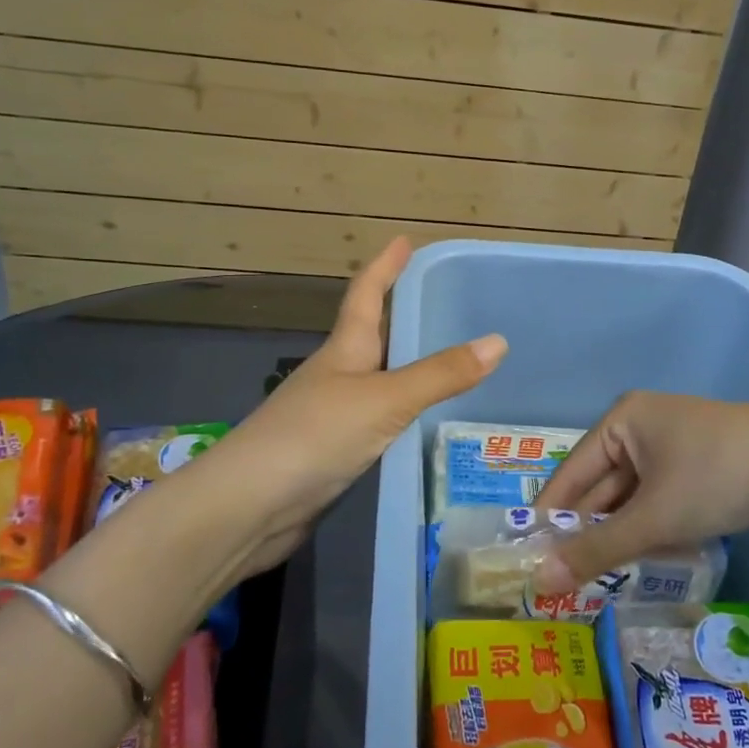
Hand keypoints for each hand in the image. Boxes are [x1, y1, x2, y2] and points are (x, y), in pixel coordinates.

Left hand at [190, 237, 505, 577]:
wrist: (250, 507)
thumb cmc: (314, 436)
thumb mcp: (384, 399)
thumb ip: (440, 374)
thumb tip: (498, 341)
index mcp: (344, 349)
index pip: (366, 294)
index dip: (385, 266)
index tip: (404, 240)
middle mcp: (338, 374)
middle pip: (373, 335)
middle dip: (402, 314)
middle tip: (444, 303)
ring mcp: (333, 414)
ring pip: (380, 379)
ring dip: (409, 367)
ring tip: (452, 362)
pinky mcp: (335, 452)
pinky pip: (381, 420)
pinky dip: (406, 413)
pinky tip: (428, 423)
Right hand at [533, 393, 748, 592]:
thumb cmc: (714, 476)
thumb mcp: (653, 516)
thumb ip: (597, 549)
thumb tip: (542, 580)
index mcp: (622, 421)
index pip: (571, 472)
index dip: (550, 515)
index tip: (528, 557)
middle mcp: (642, 426)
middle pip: (602, 485)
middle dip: (589, 530)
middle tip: (563, 579)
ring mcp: (673, 444)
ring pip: (633, 496)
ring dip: (621, 534)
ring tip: (598, 579)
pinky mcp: (699, 464)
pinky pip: (659, 498)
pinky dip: (650, 527)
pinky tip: (644, 561)